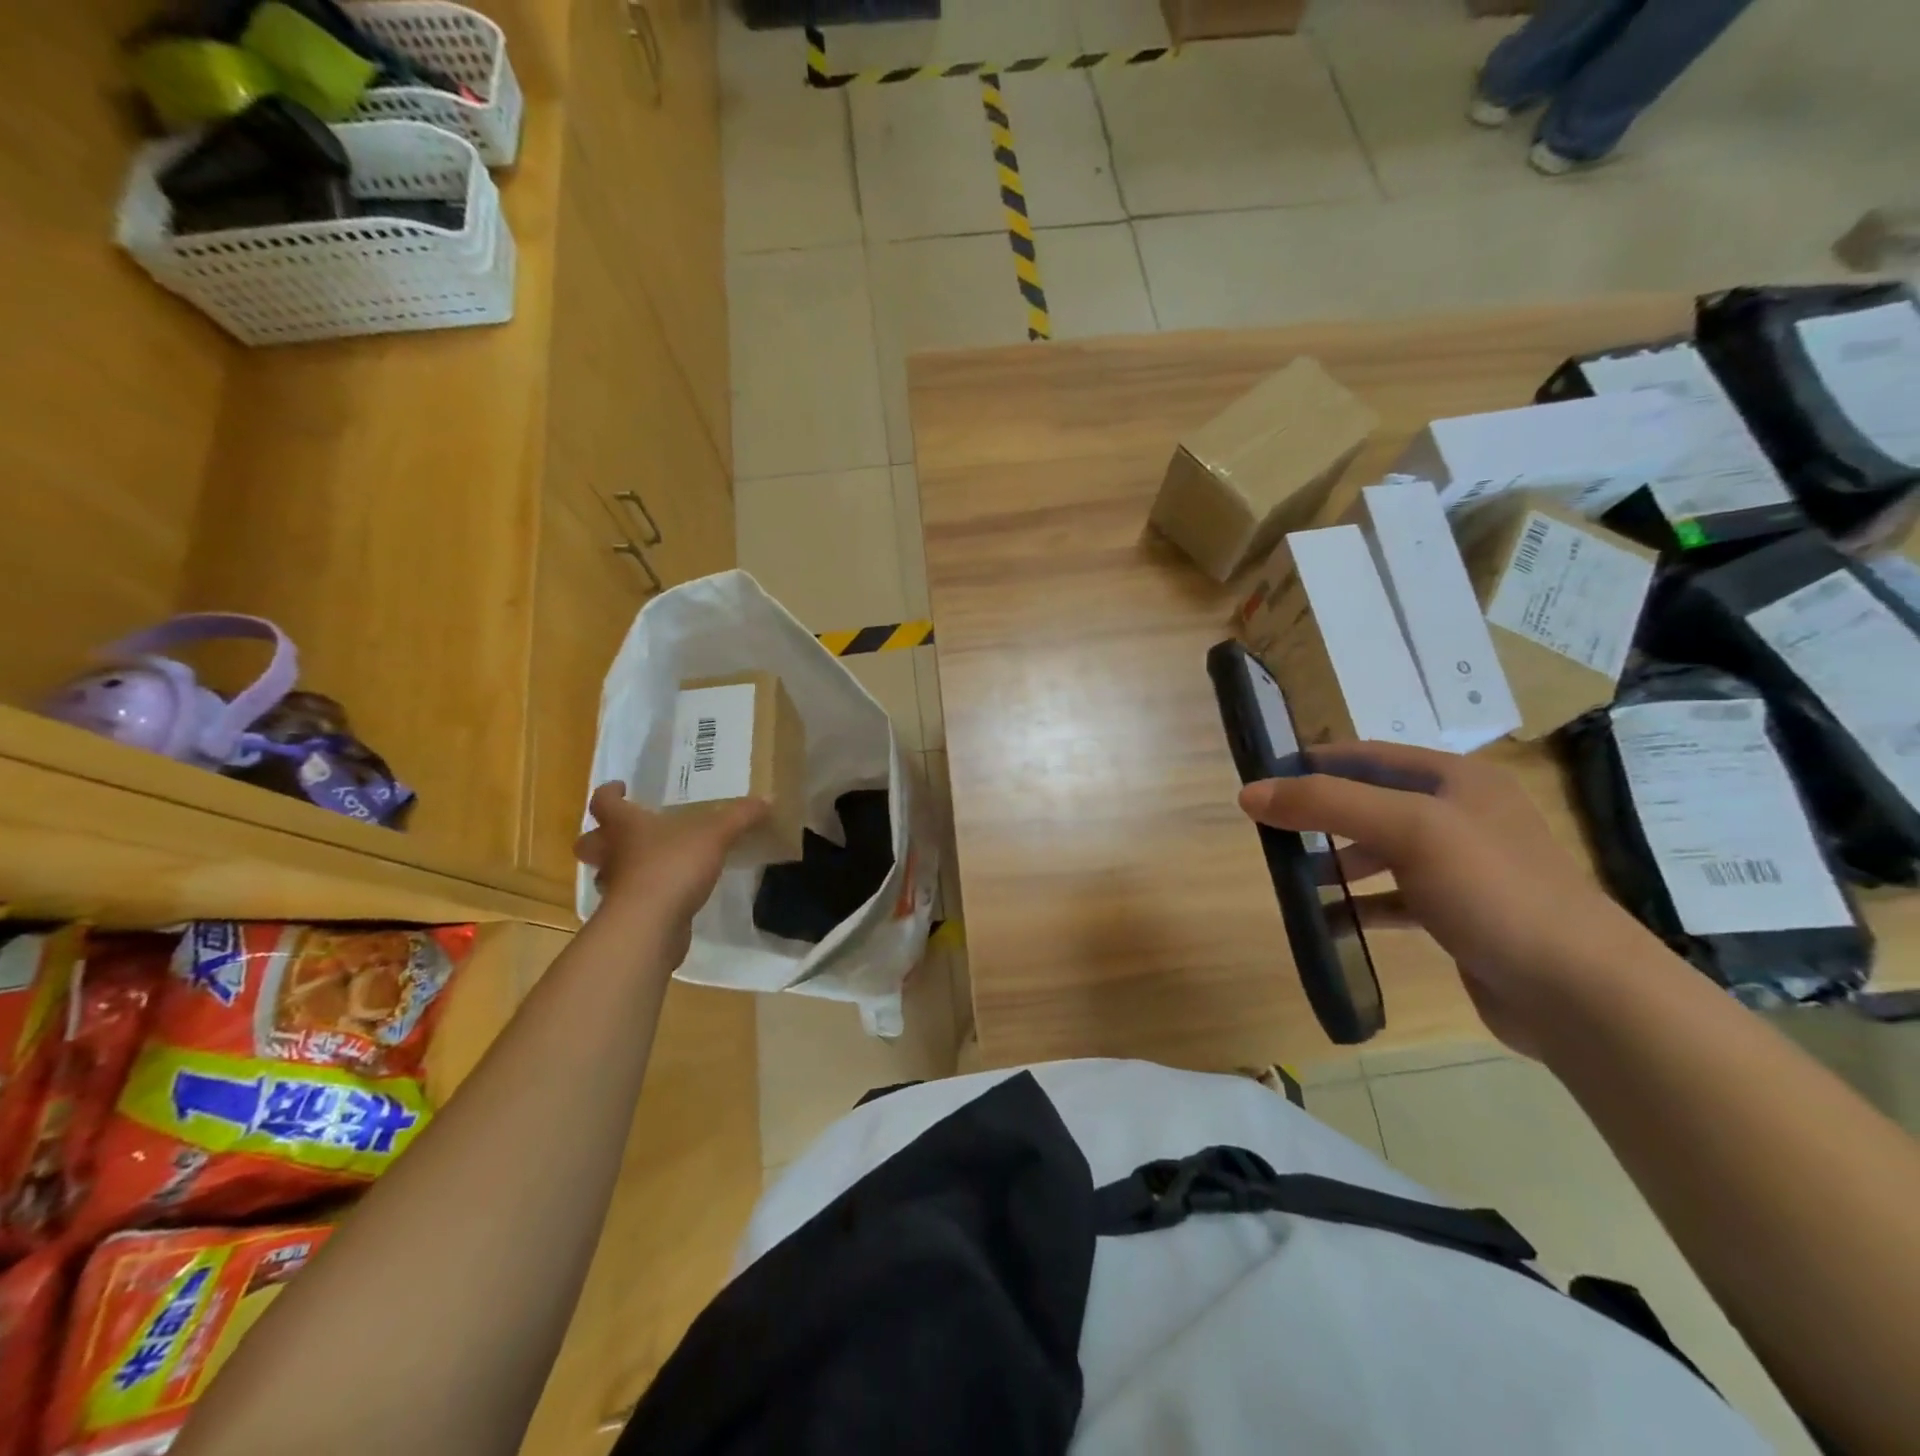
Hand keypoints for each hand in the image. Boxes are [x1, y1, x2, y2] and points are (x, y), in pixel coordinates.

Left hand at [574, 783, 768, 962]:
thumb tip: (767, 799)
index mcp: (626, 827)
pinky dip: (643, 896)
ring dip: (620, 869)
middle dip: (600, 837)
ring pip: (607, 874)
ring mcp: (616, 889)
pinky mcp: (627, 917)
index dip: (608, 793)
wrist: (650, 925)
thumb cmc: (673, 866)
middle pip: (590, 843)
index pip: (603, 803)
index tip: (620, 788)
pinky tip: (667, 895)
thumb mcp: (715, 834)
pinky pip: (630, 900)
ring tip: (649, 864)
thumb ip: (740, 816)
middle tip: (623, 832)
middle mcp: (612, 855)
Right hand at [1238, 742, 1657, 1055]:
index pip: (1367, 754)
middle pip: (1370, 803)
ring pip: (1379, 852)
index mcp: (1455, 779)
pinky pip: (1393, 898)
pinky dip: (1358, 904)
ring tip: (1290, 879)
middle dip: (1318, 816)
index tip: (1263, 777)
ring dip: (1334, 862)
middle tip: (1268, 831)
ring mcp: (1461, 867)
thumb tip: (1249, 794)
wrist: (1579, 990)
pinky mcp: (1457, 914)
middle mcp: (1459, 815)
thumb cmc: (1492, 889)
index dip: (1313, 762)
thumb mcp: (1407, 830)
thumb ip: (1326, 804)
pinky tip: (1325, 920)